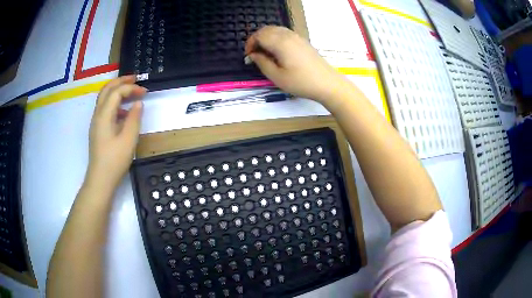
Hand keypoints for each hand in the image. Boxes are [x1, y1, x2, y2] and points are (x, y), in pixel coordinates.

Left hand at [87, 76, 145, 187]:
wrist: (100, 180)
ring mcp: (96, 122)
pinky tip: (124, 113)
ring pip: (104, 98)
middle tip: (135, 79)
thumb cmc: (114, 161)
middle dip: (121, 81)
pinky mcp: (98, 130)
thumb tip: (138, 103)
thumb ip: (134, 118)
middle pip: (107, 90)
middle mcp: (97, 115)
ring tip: (131, 92)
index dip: (131, 88)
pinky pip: (105, 109)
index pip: (117, 92)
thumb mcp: (128, 140)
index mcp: (104, 115)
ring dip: (117, 91)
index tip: (145, 92)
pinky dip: (115, 104)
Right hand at [245, 26, 346, 102]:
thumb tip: (253, 55)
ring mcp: (297, 37)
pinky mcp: (303, 41)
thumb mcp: (277, 76)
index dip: (250, 44)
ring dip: (266, 38)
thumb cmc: (301, 82)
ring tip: (265, 53)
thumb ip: (262, 63)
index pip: (259, 35)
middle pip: (266, 29)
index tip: (249, 56)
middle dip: (257, 39)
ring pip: (276, 30)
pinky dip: (276, 38)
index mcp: (280, 43)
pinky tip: (277, 51)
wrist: (327, 83)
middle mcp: (288, 35)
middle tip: (254, 54)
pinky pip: (284, 33)